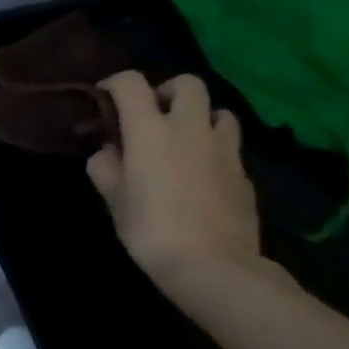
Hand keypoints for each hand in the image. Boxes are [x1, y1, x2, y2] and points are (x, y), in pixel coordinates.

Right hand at [86, 72, 267, 294]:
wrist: (213, 265)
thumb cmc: (150, 228)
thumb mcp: (113, 198)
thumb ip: (105, 166)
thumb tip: (110, 152)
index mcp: (150, 130)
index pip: (131, 83)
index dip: (114, 84)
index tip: (104, 99)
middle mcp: (189, 128)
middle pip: (187, 84)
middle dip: (166, 91)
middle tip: (151, 115)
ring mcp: (224, 148)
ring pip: (218, 111)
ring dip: (199, 117)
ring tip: (182, 141)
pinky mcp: (244, 172)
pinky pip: (229, 145)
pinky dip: (213, 148)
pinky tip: (200, 173)